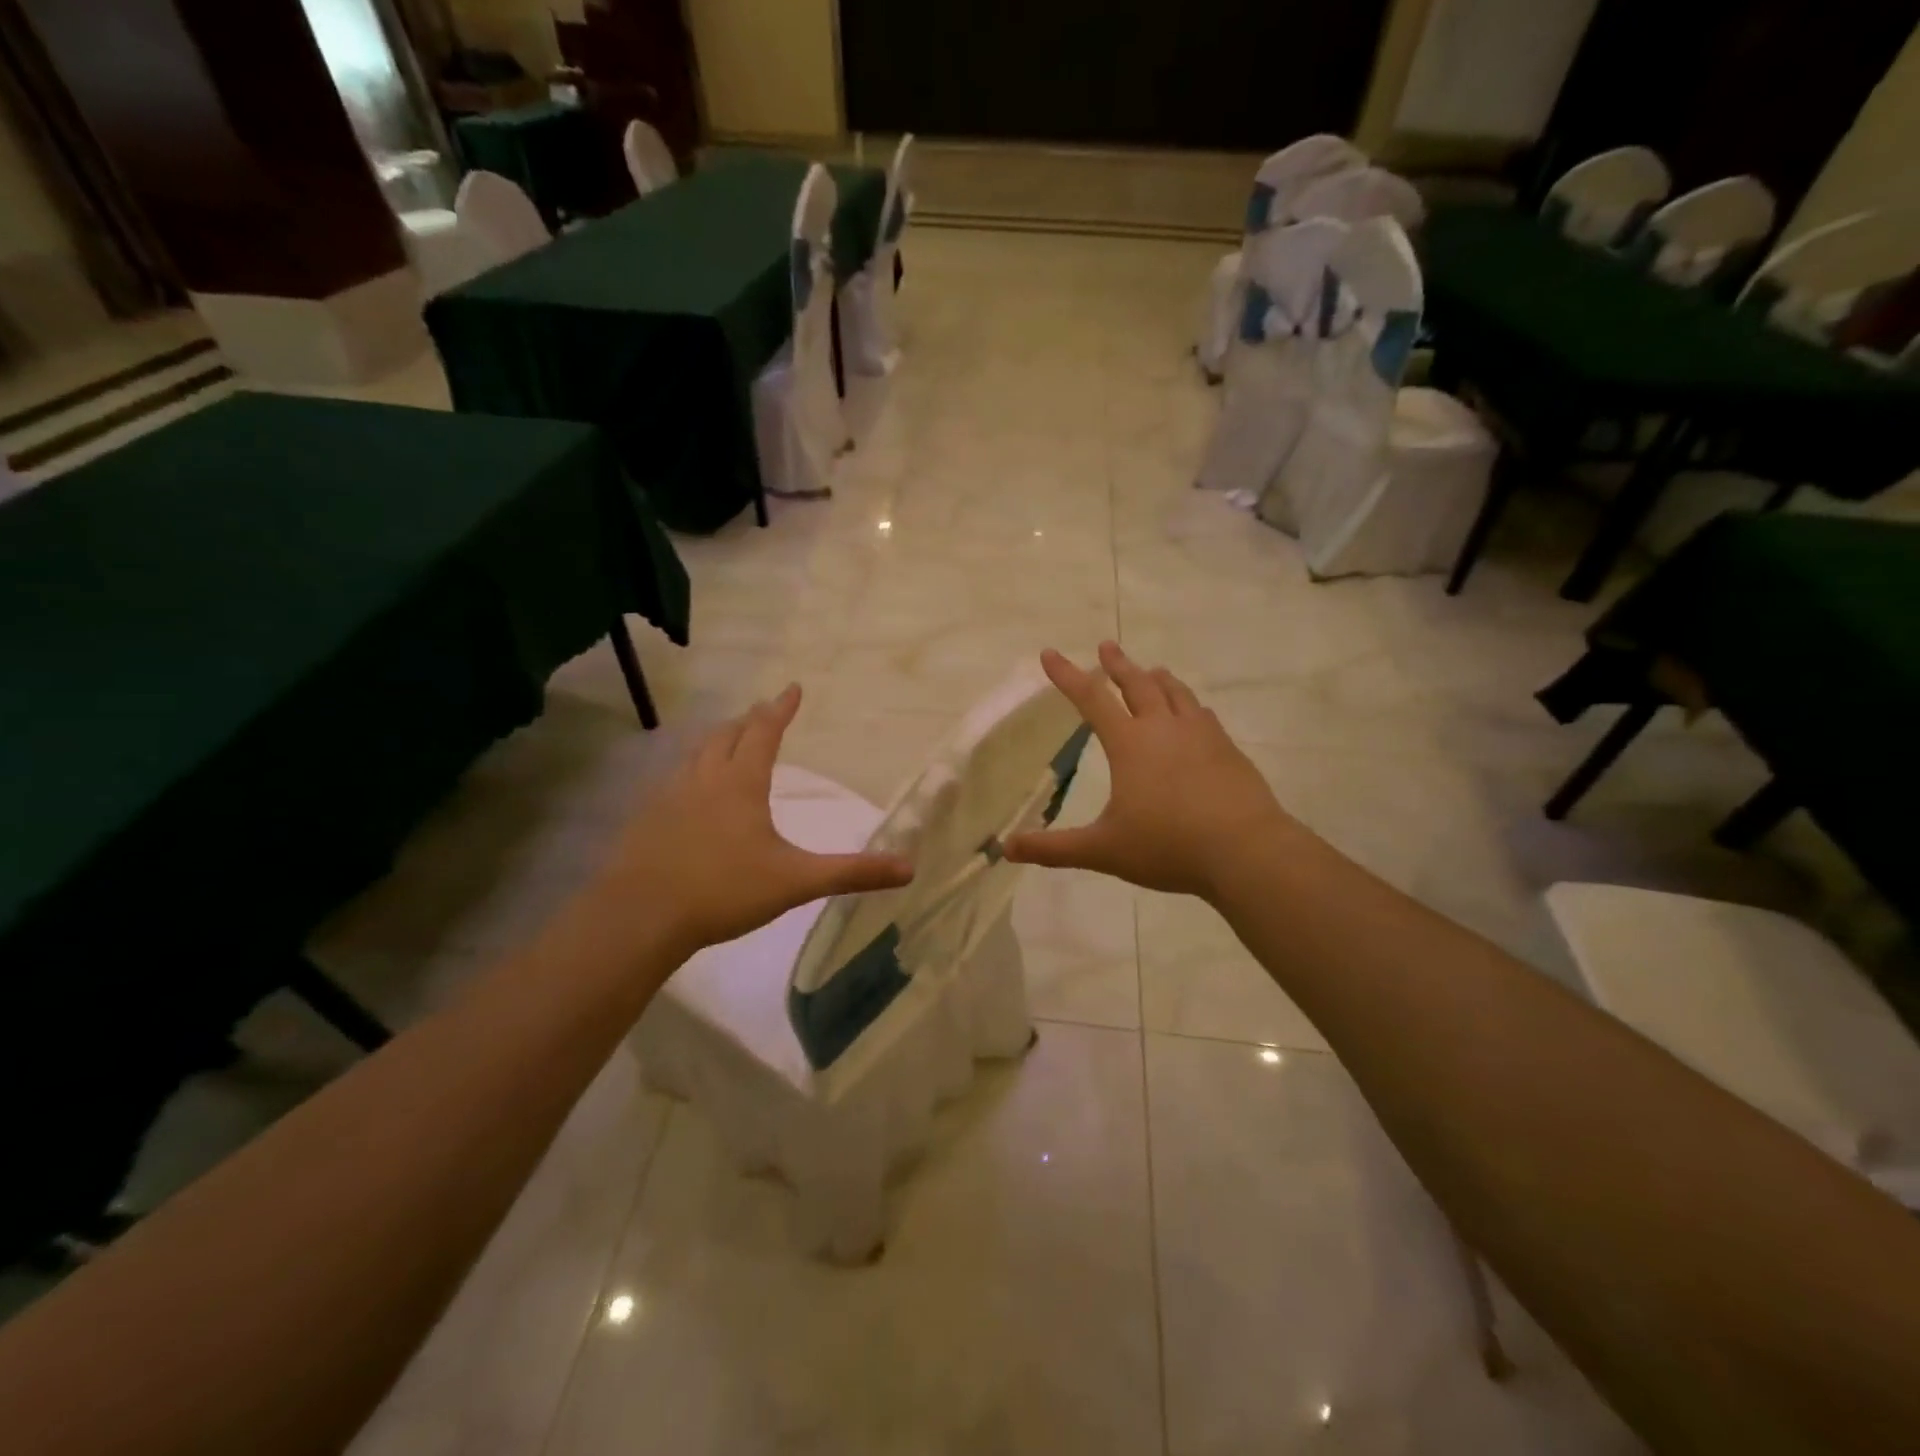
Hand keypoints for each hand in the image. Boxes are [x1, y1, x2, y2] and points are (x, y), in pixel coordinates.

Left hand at [592, 684, 913, 961]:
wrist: (640, 916)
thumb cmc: (724, 891)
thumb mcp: (796, 881)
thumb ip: (851, 873)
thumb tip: (908, 868)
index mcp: (741, 783)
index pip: (764, 732)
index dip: (781, 709)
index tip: (793, 688)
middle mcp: (704, 778)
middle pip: (727, 735)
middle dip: (749, 720)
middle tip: (763, 712)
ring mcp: (669, 796)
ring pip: (697, 754)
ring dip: (718, 740)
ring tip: (728, 741)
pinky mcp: (646, 818)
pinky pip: (674, 778)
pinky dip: (692, 770)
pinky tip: (689, 791)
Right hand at [1004, 644, 1294, 899]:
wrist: (1245, 850)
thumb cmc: (1167, 845)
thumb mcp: (1103, 850)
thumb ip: (1054, 849)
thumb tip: (1007, 849)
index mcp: (1130, 744)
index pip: (1091, 699)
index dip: (1067, 676)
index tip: (1050, 653)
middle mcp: (1164, 729)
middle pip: (1137, 685)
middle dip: (1118, 665)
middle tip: (1107, 645)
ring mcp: (1201, 735)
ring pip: (1176, 693)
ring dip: (1158, 678)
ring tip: (1152, 670)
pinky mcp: (1228, 750)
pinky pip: (1203, 715)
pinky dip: (1189, 705)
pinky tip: (1194, 713)